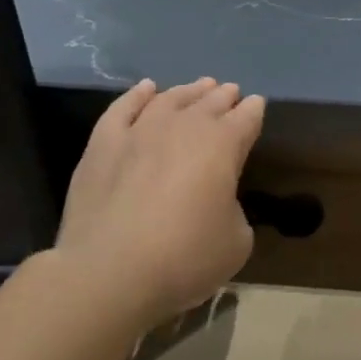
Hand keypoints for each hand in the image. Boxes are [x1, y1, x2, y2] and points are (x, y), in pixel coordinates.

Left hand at [54, 77, 265, 324]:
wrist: (108, 273)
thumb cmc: (184, 257)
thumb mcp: (236, 242)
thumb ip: (234, 210)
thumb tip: (217, 202)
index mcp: (224, 145)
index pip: (246, 117)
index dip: (254, 110)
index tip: (257, 104)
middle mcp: (185, 127)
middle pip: (211, 102)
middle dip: (224, 96)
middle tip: (231, 91)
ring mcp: (141, 131)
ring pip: (171, 98)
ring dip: (190, 91)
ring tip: (200, 86)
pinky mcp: (103, 144)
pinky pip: (124, 108)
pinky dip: (138, 95)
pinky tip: (146, 88)